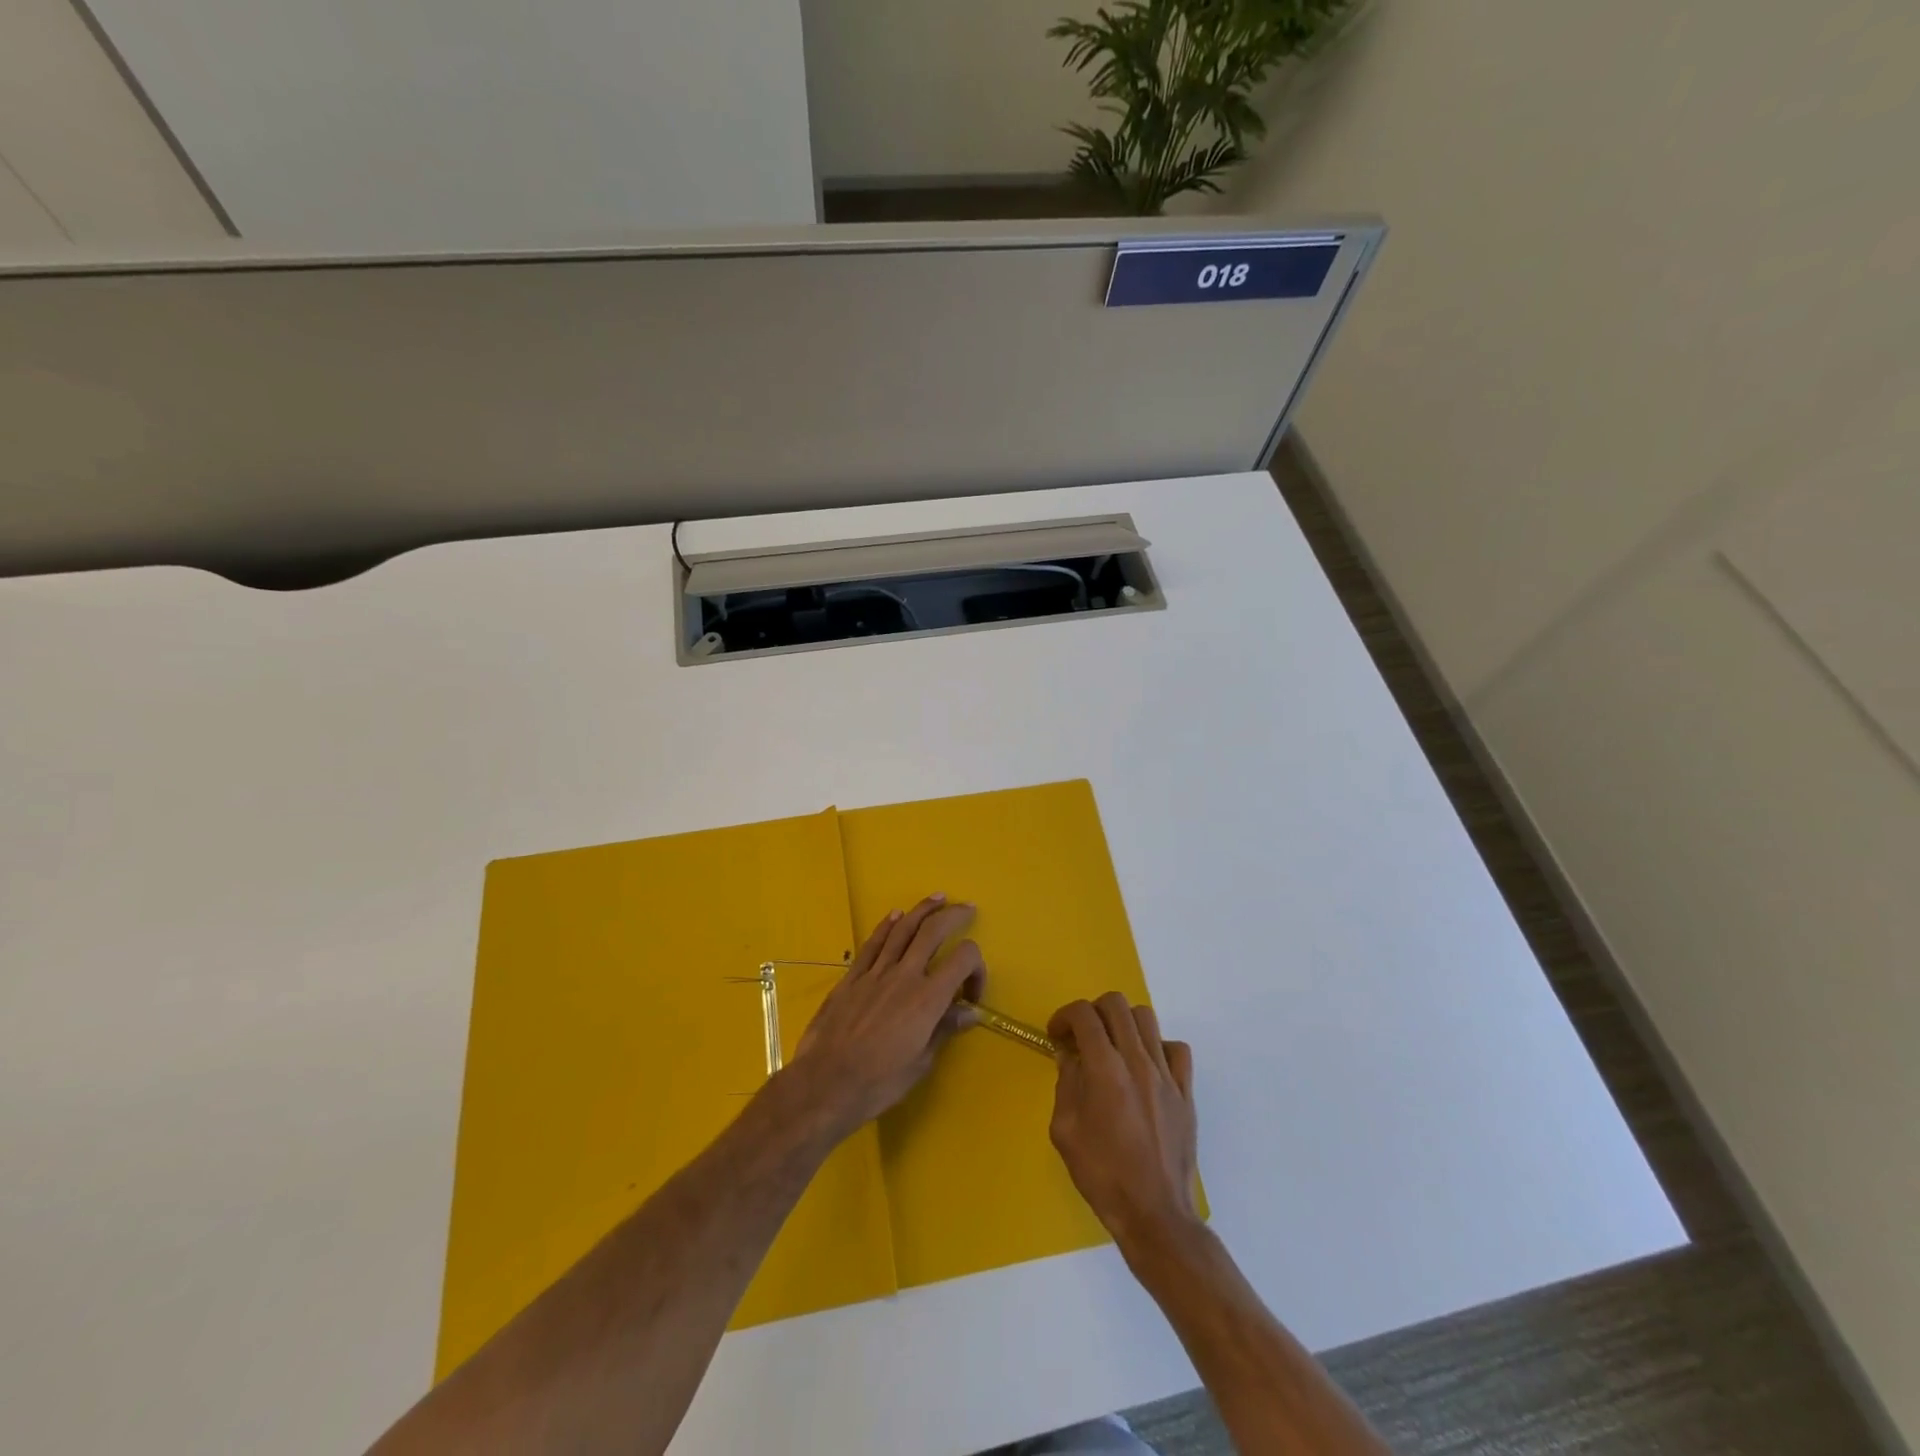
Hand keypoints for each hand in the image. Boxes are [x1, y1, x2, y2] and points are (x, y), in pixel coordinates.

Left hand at [784, 895, 985, 1140]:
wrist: (826, 1083)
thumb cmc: (879, 1081)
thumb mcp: (921, 1063)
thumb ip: (945, 1030)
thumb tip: (969, 1012)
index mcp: (928, 998)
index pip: (963, 959)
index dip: (977, 967)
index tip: (971, 993)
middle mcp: (905, 976)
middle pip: (933, 931)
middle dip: (953, 916)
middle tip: (966, 909)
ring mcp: (876, 973)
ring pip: (903, 929)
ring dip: (922, 910)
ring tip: (937, 898)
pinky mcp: (852, 977)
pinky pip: (873, 943)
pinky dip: (886, 926)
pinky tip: (895, 916)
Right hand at [1048, 993, 1200, 1249]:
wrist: (1154, 1214)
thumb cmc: (1102, 1175)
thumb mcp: (1065, 1131)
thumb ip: (1065, 1084)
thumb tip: (1069, 1056)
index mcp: (1105, 1070)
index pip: (1084, 1015)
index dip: (1064, 1016)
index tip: (1056, 1036)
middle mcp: (1137, 1061)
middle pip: (1116, 1004)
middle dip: (1092, 1011)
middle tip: (1082, 1037)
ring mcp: (1166, 1075)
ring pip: (1147, 1018)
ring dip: (1123, 1023)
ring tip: (1113, 1047)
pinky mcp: (1185, 1092)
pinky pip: (1176, 1049)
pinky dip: (1157, 1047)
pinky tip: (1145, 1068)